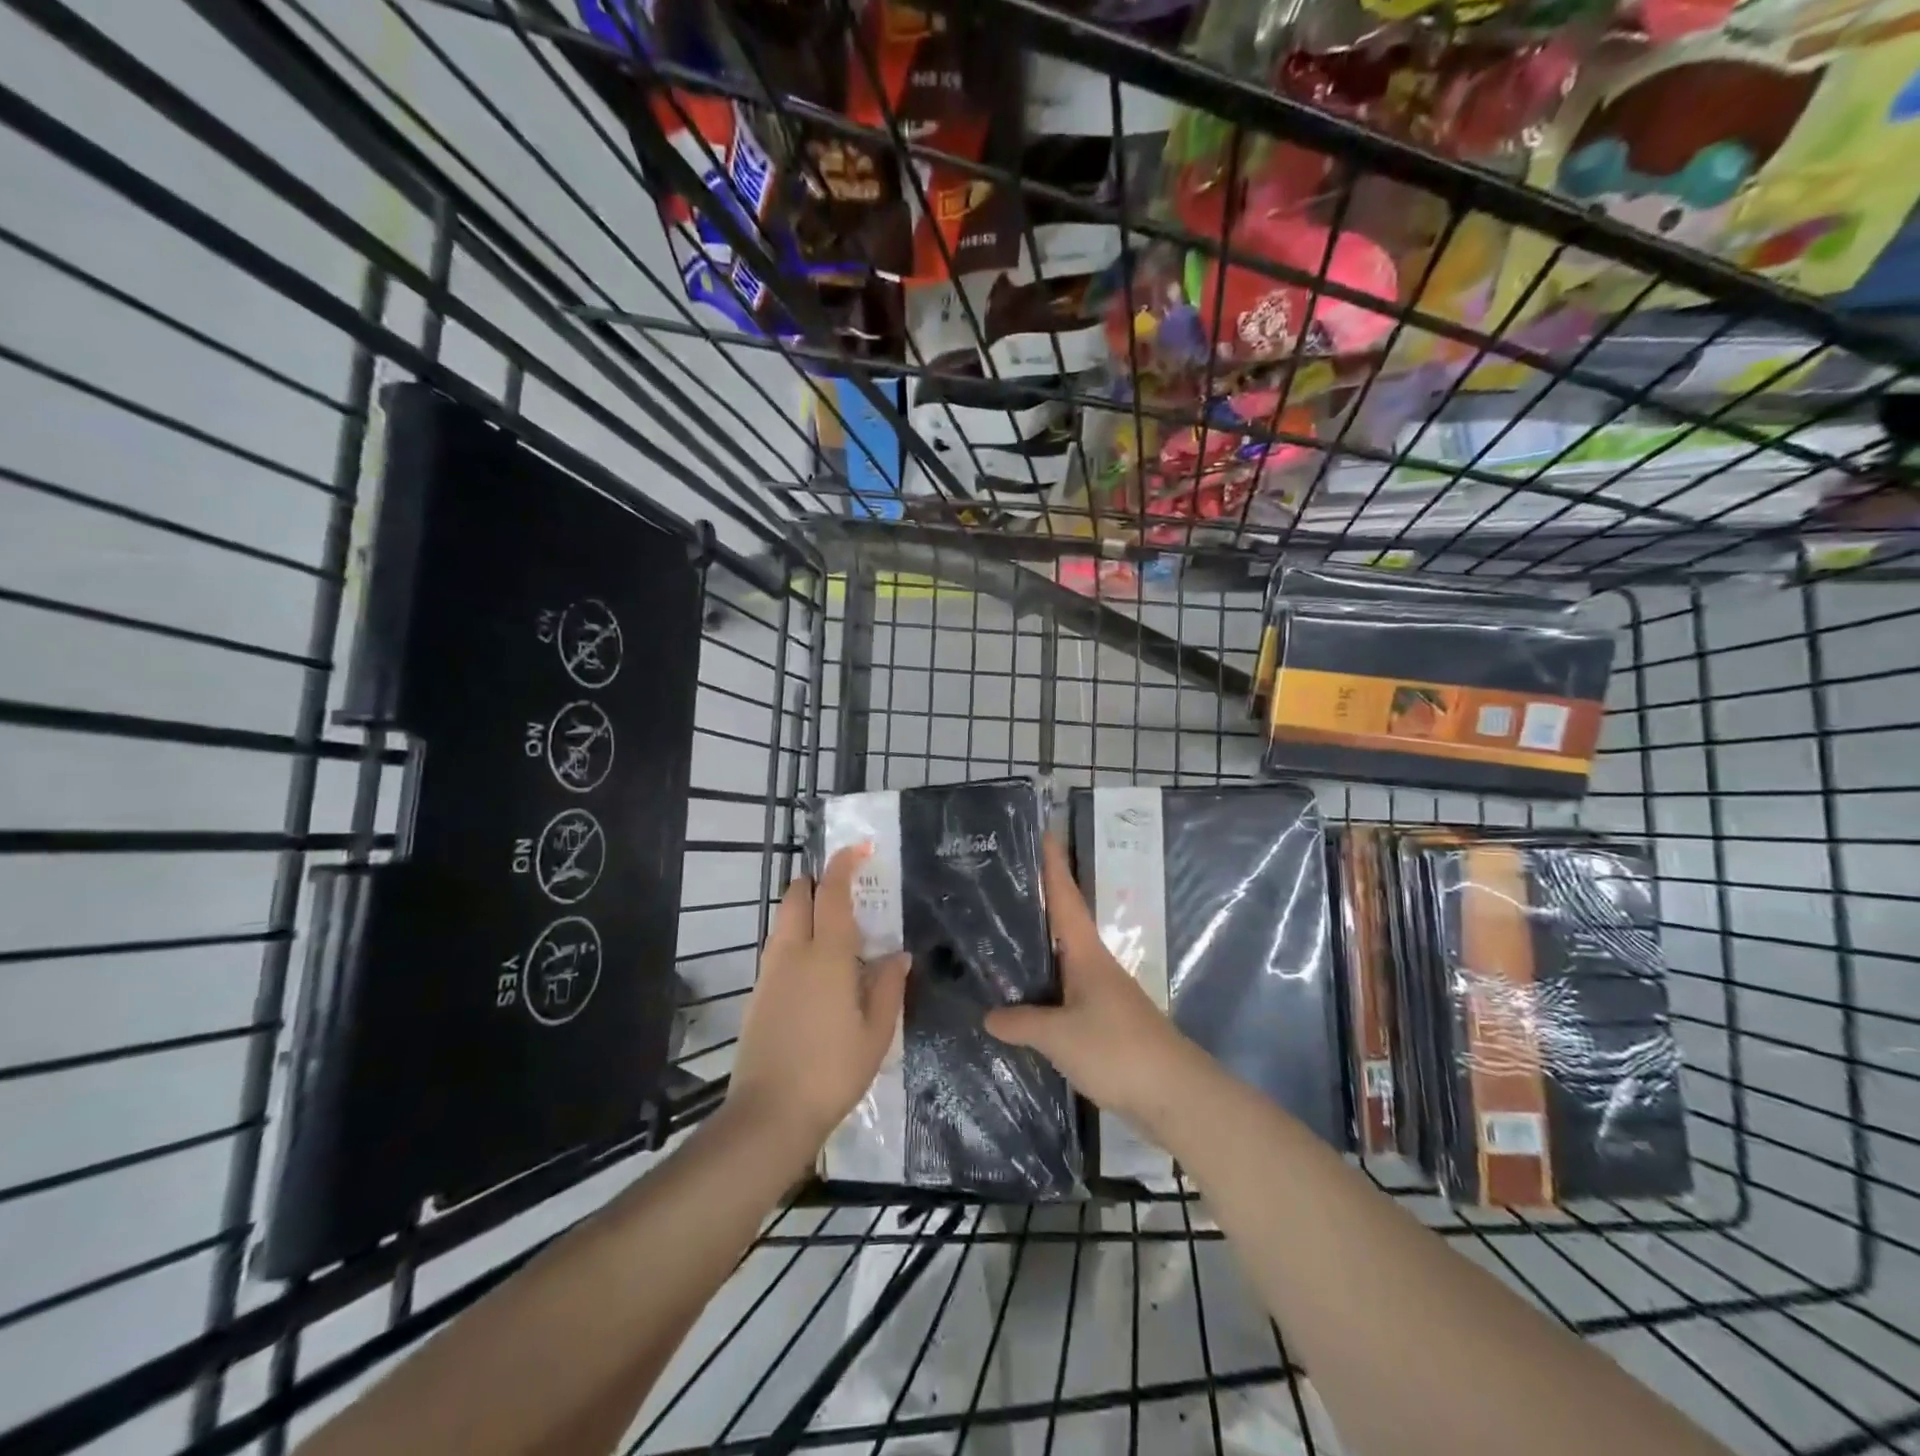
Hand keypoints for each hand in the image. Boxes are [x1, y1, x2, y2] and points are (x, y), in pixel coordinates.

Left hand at [726, 845, 910, 1156]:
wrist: (769, 1114)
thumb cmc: (833, 1071)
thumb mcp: (876, 1032)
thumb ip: (889, 986)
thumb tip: (898, 955)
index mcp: (828, 957)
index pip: (833, 894)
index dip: (844, 864)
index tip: (859, 848)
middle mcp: (793, 954)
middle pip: (797, 897)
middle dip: (816, 882)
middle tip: (843, 891)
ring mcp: (769, 973)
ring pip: (783, 922)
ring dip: (804, 910)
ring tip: (833, 932)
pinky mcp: (757, 994)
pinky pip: (777, 949)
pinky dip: (795, 939)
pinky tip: (815, 971)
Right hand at [984, 833, 1197, 1125]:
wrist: (1174, 1095)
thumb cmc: (1118, 1050)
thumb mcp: (1060, 1036)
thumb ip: (1022, 1022)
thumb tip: (989, 1015)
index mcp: (1086, 954)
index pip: (1065, 897)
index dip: (1054, 865)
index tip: (1043, 831)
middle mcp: (1094, 965)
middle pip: (1064, 921)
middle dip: (1039, 897)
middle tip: (1004, 877)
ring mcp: (1100, 994)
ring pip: (1062, 957)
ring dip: (1039, 941)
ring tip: (1001, 931)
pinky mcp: (1102, 1022)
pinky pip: (1064, 991)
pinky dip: (1042, 984)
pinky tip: (1023, 995)